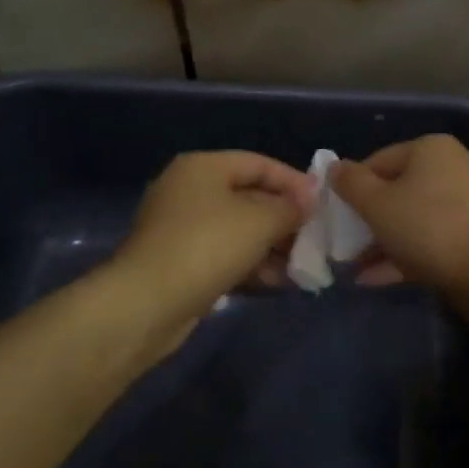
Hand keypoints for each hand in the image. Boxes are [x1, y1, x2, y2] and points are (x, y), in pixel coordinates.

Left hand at [111, 151, 312, 329]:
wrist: (147, 304)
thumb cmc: (207, 246)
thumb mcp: (260, 221)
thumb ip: (290, 208)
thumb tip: (309, 201)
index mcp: (203, 168)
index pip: (259, 164)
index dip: (293, 181)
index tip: (322, 204)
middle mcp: (188, 190)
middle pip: (249, 197)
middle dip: (284, 219)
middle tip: (314, 239)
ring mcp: (180, 228)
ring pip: (238, 230)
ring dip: (271, 247)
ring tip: (301, 266)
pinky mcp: (178, 262)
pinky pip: (224, 255)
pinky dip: (250, 265)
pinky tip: (276, 283)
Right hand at [331, 135, 468, 292]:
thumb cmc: (426, 226)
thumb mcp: (376, 203)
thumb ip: (350, 183)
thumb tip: (335, 168)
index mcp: (430, 148)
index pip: (379, 160)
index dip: (352, 187)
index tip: (336, 216)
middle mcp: (453, 166)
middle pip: (397, 189)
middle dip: (367, 219)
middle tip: (345, 243)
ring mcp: (468, 201)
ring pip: (413, 217)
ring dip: (382, 240)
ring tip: (355, 267)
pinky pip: (431, 237)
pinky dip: (404, 253)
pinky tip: (376, 277)